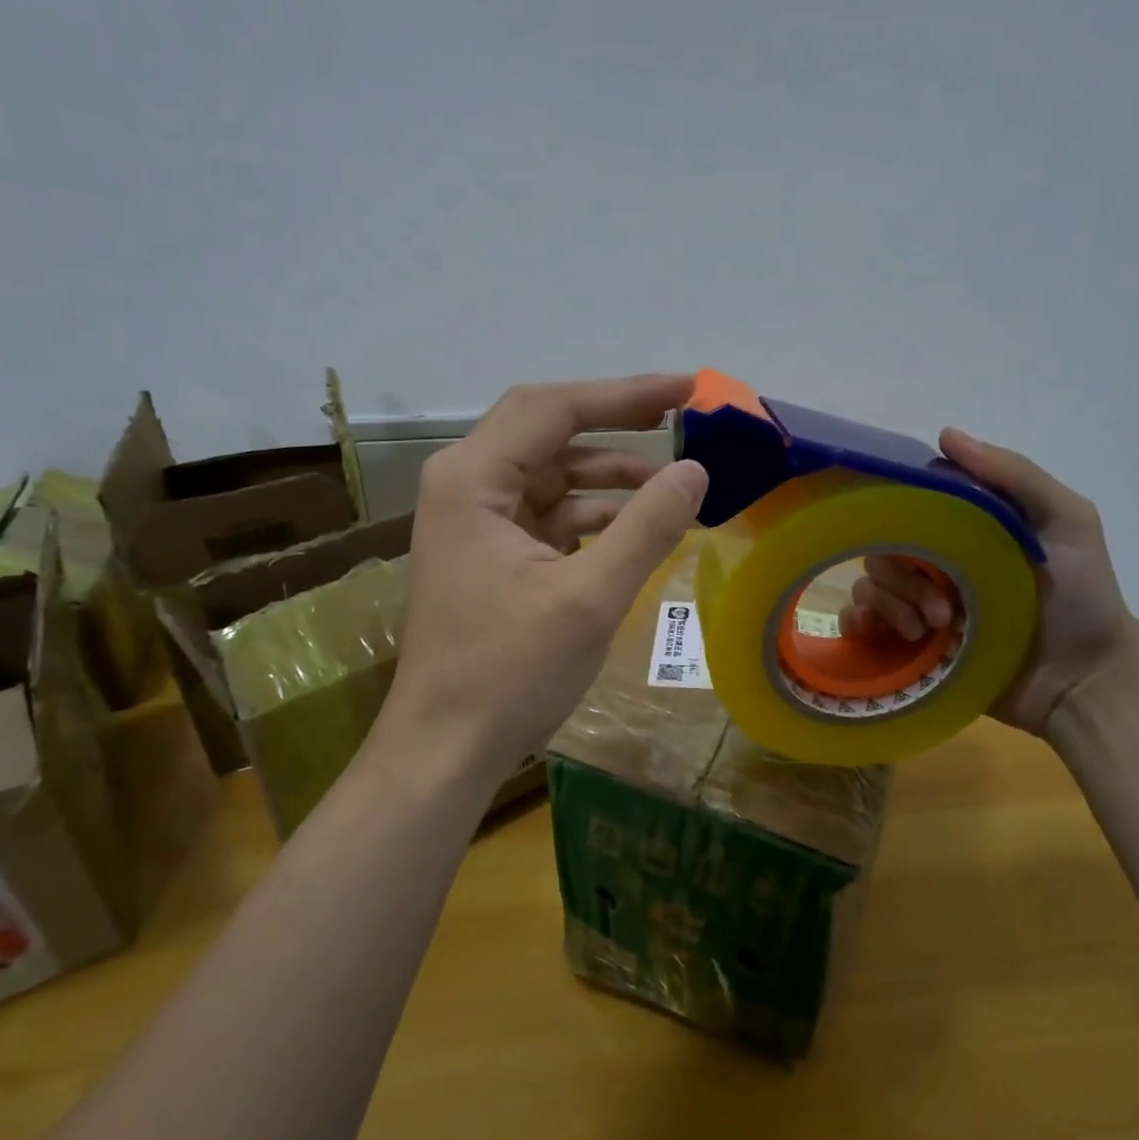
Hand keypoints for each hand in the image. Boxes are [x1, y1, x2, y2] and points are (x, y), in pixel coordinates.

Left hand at [387, 375, 708, 770]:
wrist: (443, 749)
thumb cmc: (508, 673)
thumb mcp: (590, 598)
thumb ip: (647, 527)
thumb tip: (695, 471)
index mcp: (473, 479)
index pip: (554, 408)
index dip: (625, 393)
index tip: (687, 390)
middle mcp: (465, 485)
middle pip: (548, 430)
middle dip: (617, 423)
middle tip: (681, 419)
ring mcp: (474, 520)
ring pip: (551, 473)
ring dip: (608, 476)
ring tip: (670, 489)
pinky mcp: (488, 552)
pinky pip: (547, 513)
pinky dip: (592, 515)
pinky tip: (634, 529)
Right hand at [840, 428, 1131, 733]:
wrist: (1085, 682)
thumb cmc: (1082, 597)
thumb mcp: (1067, 521)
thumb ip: (1014, 476)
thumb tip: (945, 435)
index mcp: (959, 531)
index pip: (904, 508)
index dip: (899, 517)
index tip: (915, 538)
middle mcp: (932, 563)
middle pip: (879, 550)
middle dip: (904, 580)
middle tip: (943, 611)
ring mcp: (916, 606)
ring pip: (867, 587)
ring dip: (891, 607)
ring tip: (933, 632)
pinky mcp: (905, 647)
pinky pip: (857, 625)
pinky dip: (860, 625)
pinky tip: (893, 637)